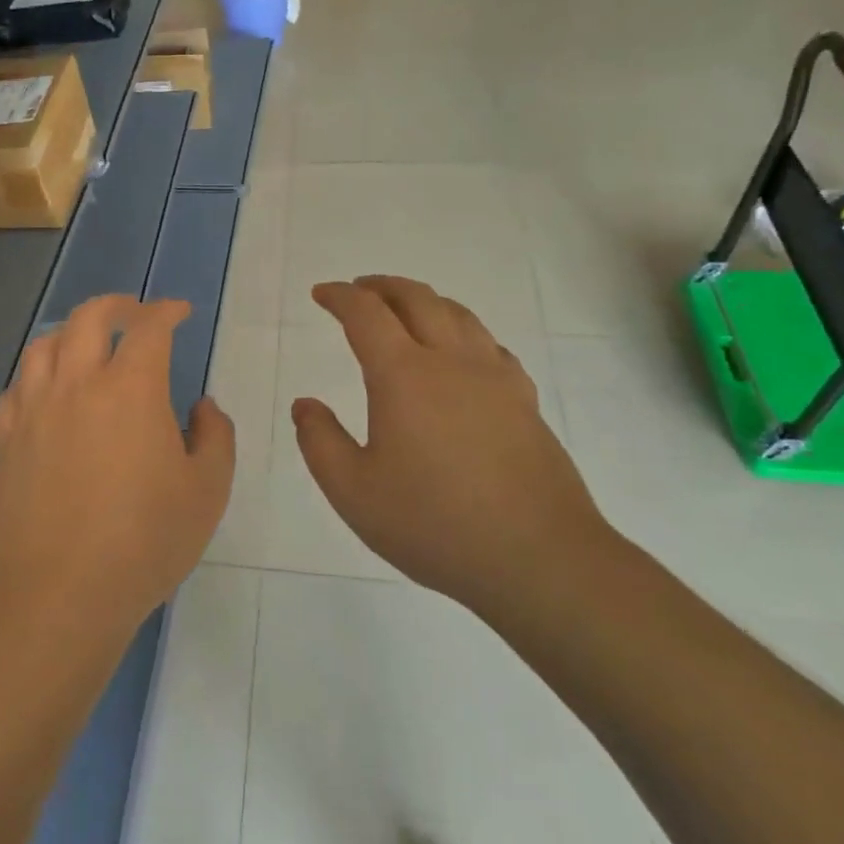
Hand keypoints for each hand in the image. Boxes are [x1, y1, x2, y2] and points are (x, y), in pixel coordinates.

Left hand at [0, 295, 234, 638]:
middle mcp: (76, 383)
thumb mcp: (207, 490)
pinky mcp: (5, 439)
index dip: (167, 311)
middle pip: (89, 318)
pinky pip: (17, 386)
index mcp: (130, 388)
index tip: (179, 312)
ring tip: (88, 346)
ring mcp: (33, 409)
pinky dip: (38, 374)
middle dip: (118, 305)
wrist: (60, 593)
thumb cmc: (145, 541)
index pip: (149, 327)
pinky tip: (48, 392)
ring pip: (45, 344)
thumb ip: (215, 435)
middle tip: (136, 314)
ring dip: (72, 332)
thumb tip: (202, 405)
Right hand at [292, 277, 607, 615]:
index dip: (340, 296)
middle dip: (381, 286)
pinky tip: (460, 354)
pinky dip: (463, 331)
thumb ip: (320, 442)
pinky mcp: (524, 400)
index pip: (366, 313)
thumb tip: (305, 404)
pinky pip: (490, 344)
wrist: (538, 557)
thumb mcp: (353, 492)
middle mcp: (451, 361)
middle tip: (359, 290)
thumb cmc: (434, 524)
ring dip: (423, 300)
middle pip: (416, 298)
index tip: (321, 293)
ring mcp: (495, 378)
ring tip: (404, 310)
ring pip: (458, 314)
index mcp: (403, 375)